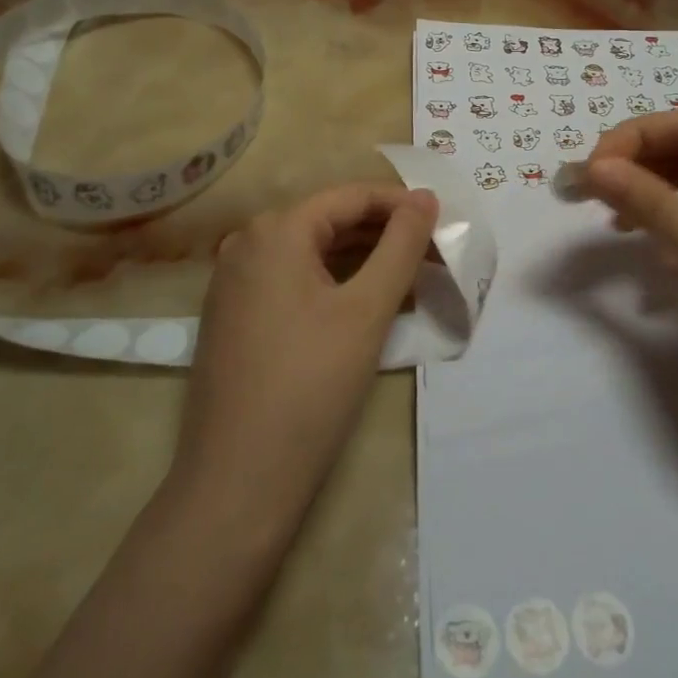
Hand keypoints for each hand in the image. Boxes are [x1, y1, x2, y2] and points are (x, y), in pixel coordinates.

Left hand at [168, 183, 437, 544]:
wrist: (237, 481)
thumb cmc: (310, 386)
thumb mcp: (367, 310)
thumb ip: (401, 245)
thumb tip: (424, 198)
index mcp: (276, 230)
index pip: (351, 196)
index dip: (402, 205)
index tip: (444, 223)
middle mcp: (247, 243)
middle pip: (330, 220)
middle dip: (385, 234)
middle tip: (435, 255)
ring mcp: (234, 280)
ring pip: (312, 252)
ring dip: (363, 259)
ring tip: (412, 277)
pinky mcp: (233, 314)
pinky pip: (292, 279)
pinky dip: (333, 282)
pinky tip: (366, 302)